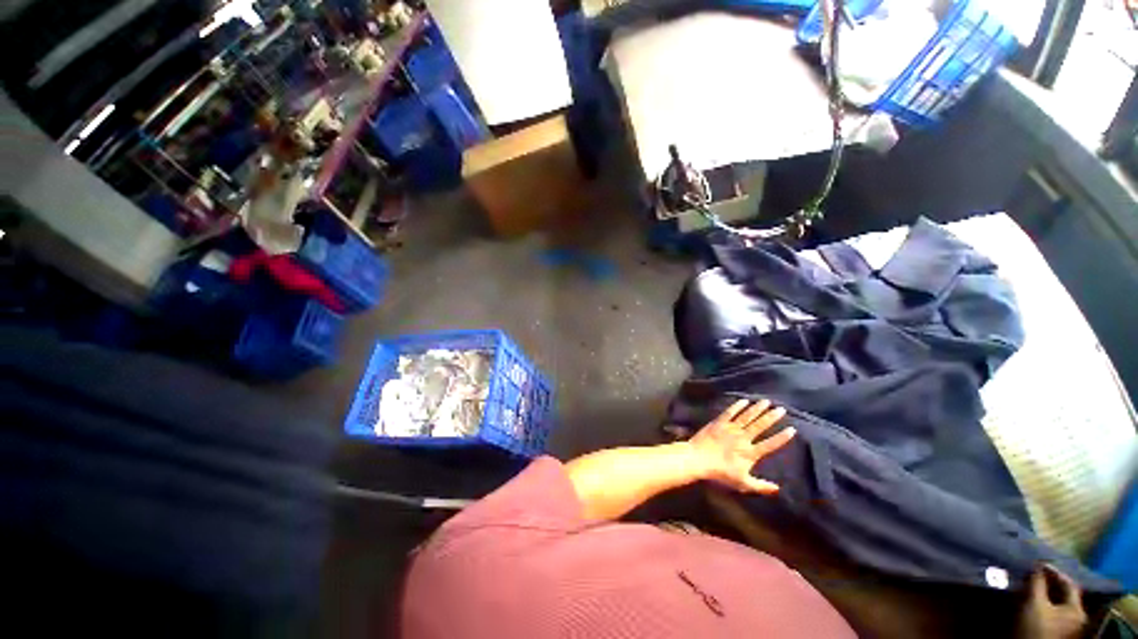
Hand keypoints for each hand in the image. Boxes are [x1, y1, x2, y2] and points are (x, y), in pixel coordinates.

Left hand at [685, 399, 795, 494]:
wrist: (698, 459)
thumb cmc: (719, 473)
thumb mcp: (742, 483)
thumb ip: (760, 486)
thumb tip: (778, 489)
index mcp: (750, 453)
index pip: (770, 444)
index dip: (782, 437)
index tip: (792, 429)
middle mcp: (743, 438)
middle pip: (760, 426)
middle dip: (771, 417)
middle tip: (781, 409)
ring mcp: (730, 428)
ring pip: (747, 416)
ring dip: (757, 408)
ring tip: (766, 401)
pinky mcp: (718, 423)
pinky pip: (729, 412)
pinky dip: (737, 406)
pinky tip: (744, 400)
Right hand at [1017, 565, 1087, 638]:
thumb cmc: (1037, 625)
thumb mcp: (1035, 602)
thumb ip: (1038, 583)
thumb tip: (1038, 566)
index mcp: (1078, 609)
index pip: (1069, 584)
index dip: (1055, 573)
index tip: (1040, 565)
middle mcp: (1078, 617)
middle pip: (1065, 595)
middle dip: (1050, 584)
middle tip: (1036, 575)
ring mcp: (1069, 626)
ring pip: (1058, 604)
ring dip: (1046, 593)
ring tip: (1033, 587)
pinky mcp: (1059, 630)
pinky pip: (1054, 611)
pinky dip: (1045, 603)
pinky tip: (1035, 601)